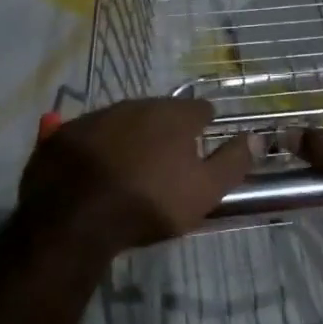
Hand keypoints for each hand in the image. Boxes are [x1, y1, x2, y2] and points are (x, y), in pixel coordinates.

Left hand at [18, 98, 251, 255]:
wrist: (76, 219)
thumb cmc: (149, 204)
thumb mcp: (204, 191)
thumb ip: (233, 161)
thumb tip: (256, 136)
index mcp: (173, 115)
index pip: (200, 109)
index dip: (205, 126)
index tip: (203, 145)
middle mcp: (135, 104)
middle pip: (160, 112)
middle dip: (166, 130)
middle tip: (166, 160)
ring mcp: (97, 116)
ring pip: (123, 120)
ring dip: (131, 136)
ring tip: (131, 166)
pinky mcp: (66, 133)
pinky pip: (91, 135)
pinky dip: (98, 147)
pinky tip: (96, 171)